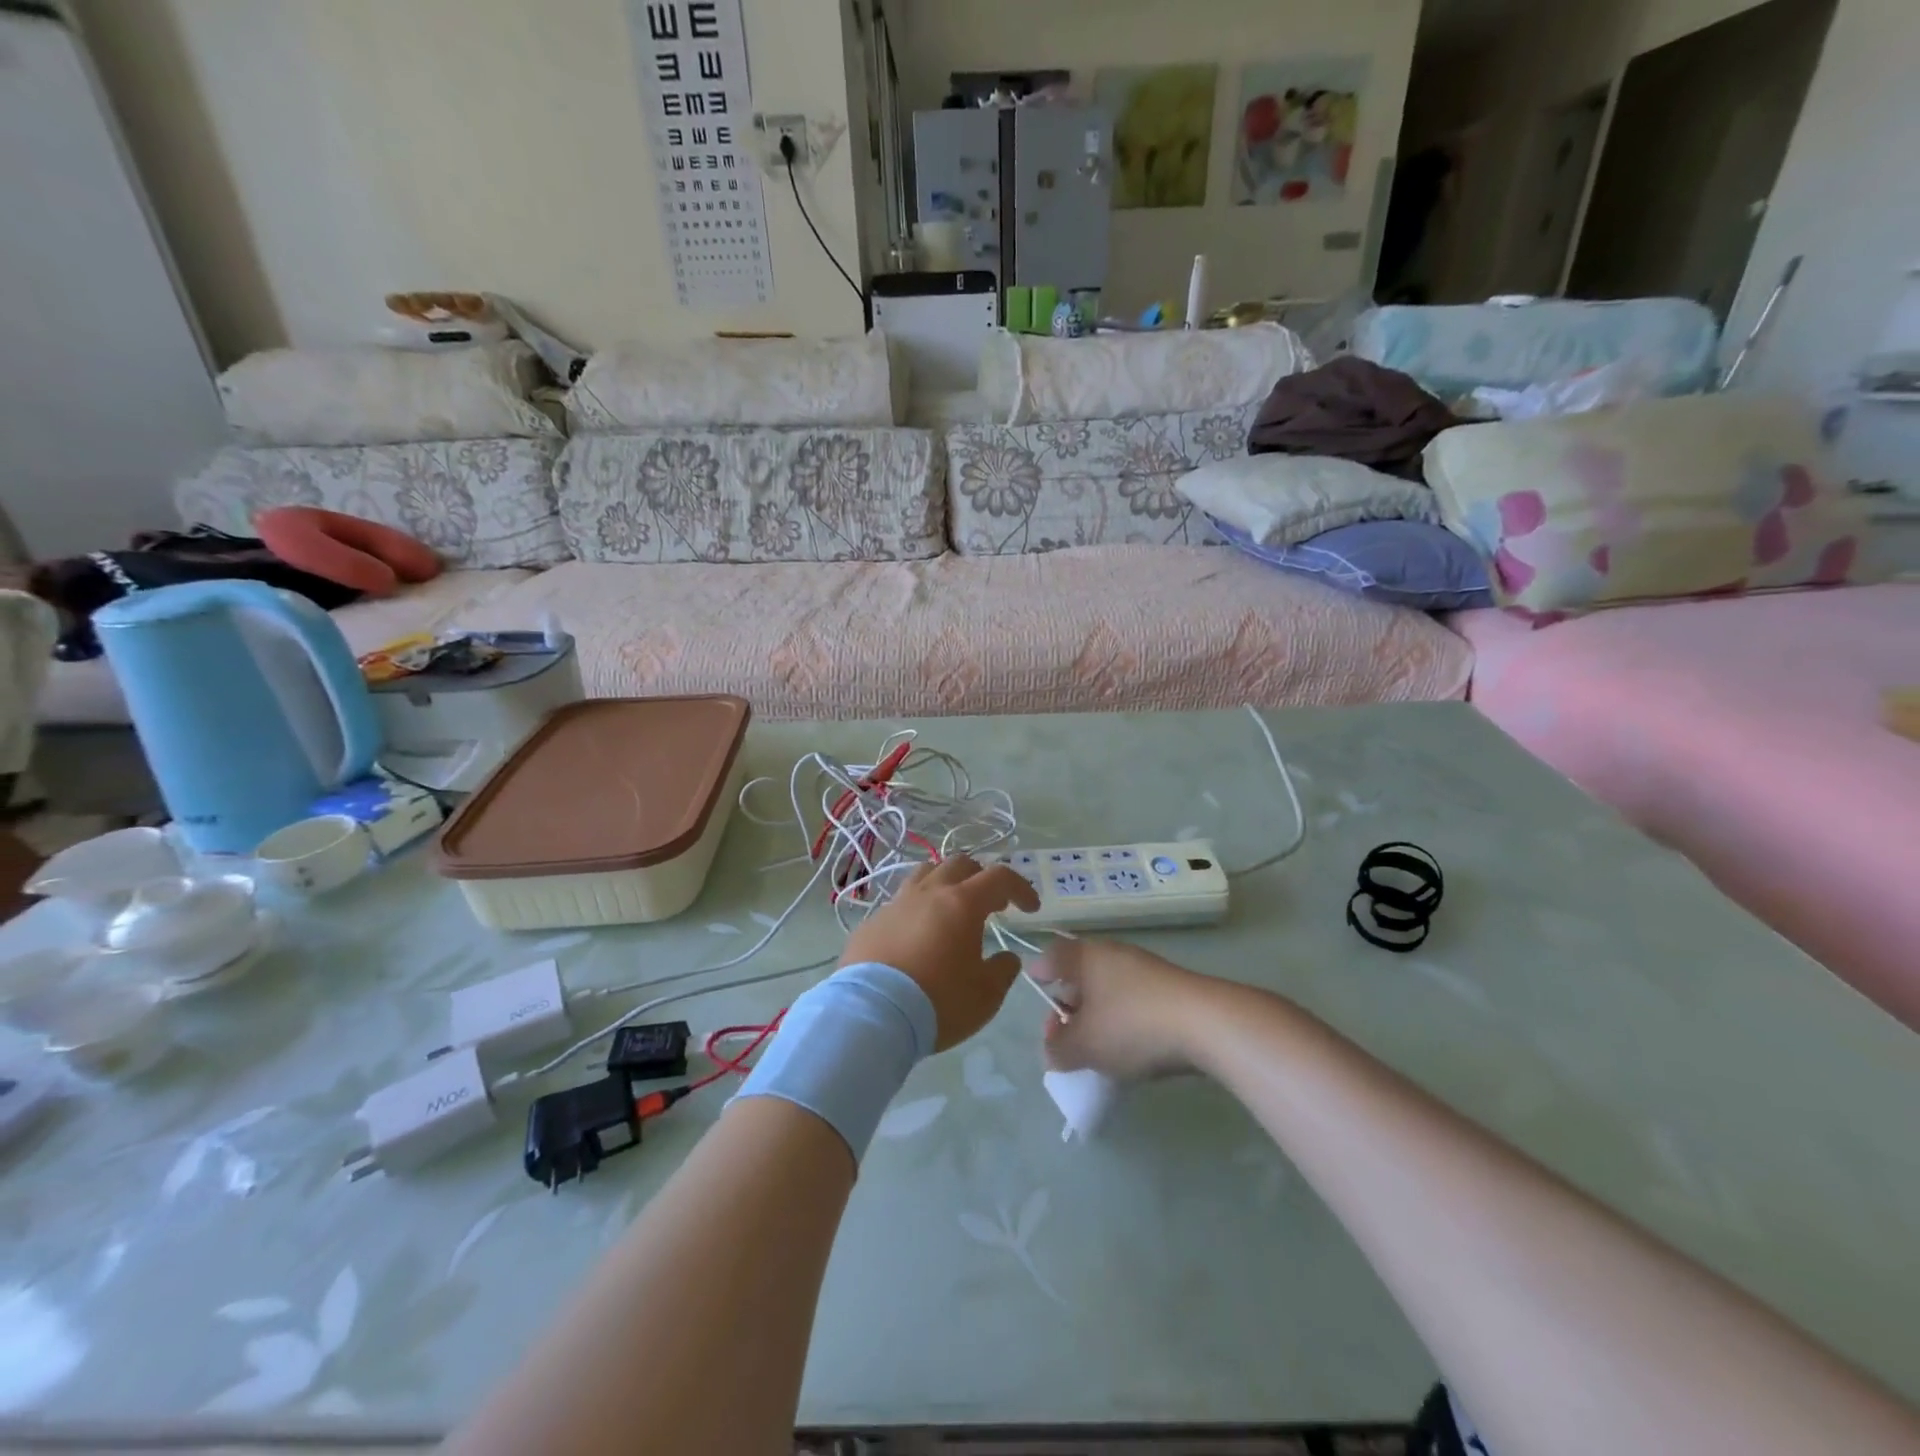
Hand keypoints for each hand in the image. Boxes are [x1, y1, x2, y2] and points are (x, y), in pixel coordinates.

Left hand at [839, 856, 1039, 1051]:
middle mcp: (929, 893)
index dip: (1020, 888)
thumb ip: (1003, 971)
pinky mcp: (872, 921)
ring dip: (946, 883)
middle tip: (992, 904)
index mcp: (962, 903)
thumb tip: (1006, 957)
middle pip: (960, 864)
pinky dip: (917, 909)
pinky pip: (900, 902)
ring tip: (952, 908)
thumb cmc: (938, 1002)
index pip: (999, 877)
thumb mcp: (986, 995)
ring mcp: (896, 903)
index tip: (1030, 908)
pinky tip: (917, 935)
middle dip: (982, 878)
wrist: (871, 1014)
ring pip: (925, 873)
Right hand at [1033, 939, 1211, 1080]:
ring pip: (1109, 988)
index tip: (1037, 993)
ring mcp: (1145, 968)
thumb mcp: (1085, 1046)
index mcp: (1085, 957)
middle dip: (1069, 1004)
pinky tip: (1131, 1047)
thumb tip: (1052, 1050)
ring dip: (1098, 1015)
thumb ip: (1058, 1049)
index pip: (1052, 955)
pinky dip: (1125, 1019)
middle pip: (1080, 974)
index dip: (1040, 974)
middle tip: (1064, 1035)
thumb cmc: (1132, 1026)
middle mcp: (1112, 953)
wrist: (1206, 1024)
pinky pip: (1134, 1000)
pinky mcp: (1170, 987)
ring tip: (1098, 1048)